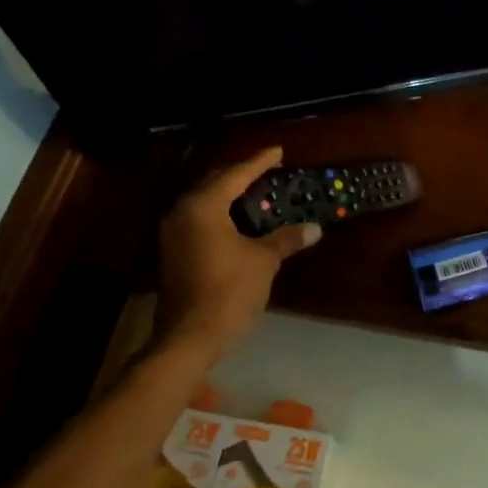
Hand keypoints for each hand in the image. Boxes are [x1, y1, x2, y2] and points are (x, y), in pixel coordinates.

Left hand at [158, 148, 320, 353]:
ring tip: (256, 193)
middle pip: (215, 183)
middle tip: (266, 171)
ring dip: (229, 196)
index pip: (236, 175)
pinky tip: (238, 222)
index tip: (278, 151)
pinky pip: (199, 221)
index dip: (259, 162)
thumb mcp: (263, 262)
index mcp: (203, 206)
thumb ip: (286, 239)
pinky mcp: (173, 253)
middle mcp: (182, 212)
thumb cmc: (229, 291)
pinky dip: (220, 215)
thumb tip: (314, 228)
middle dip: (241, 175)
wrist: (190, 337)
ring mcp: (173, 234)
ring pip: (204, 203)